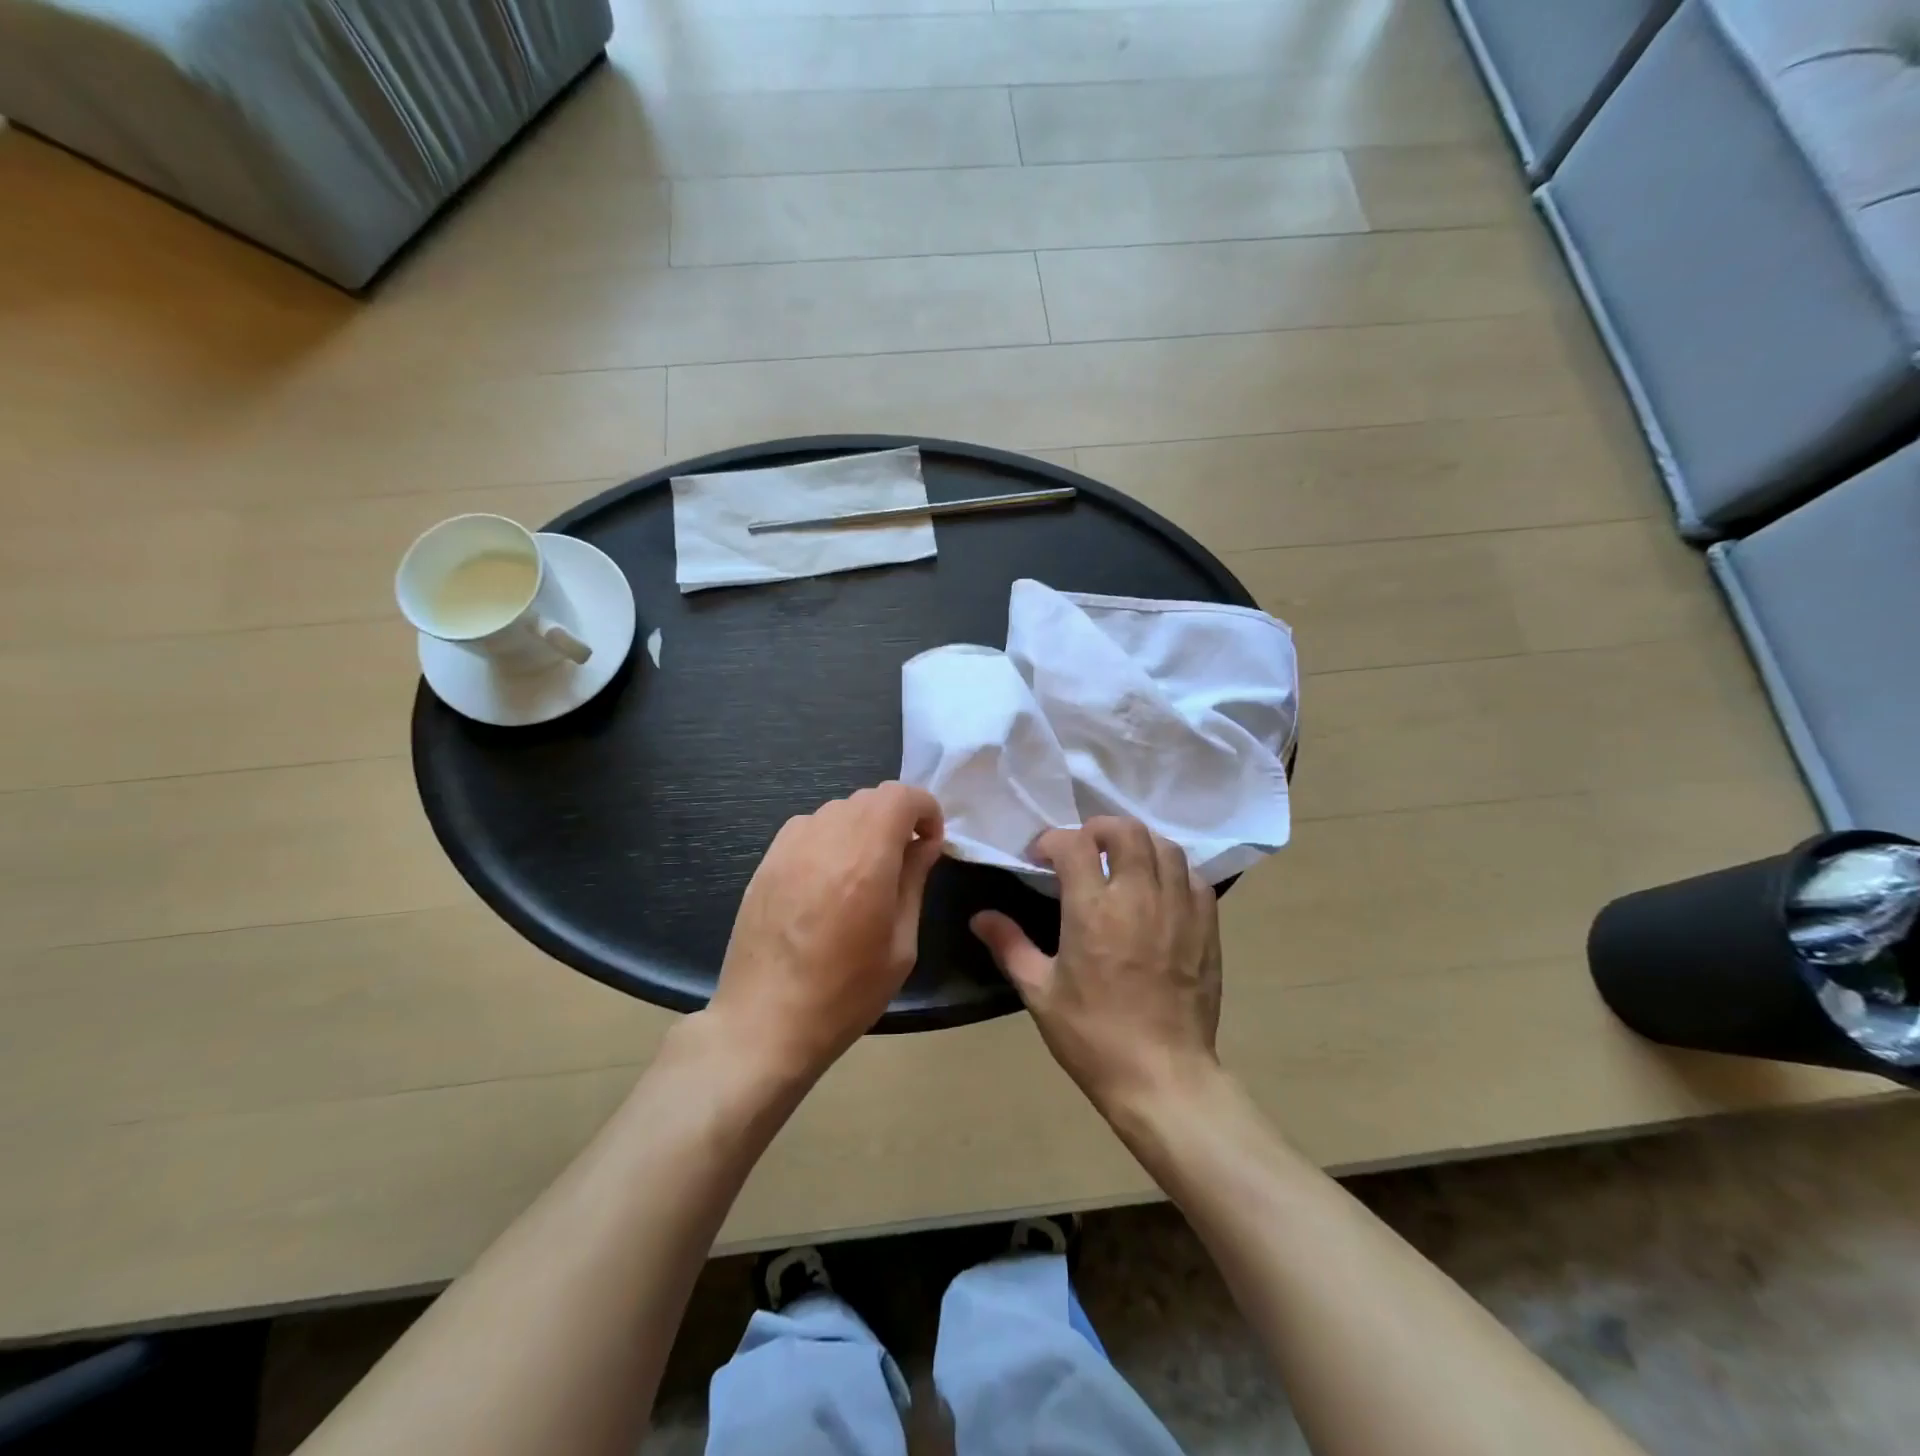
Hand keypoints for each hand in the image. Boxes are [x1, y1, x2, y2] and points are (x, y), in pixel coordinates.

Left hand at [707, 782, 944, 1081]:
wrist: (765, 1022)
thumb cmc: (845, 993)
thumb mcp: (901, 945)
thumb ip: (914, 882)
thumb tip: (925, 844)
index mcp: (866, 860)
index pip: (900, 796)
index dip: (925, 810)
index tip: (930, 844)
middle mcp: (826, 840)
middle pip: (870, 797)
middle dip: (897, 817)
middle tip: (904, 859)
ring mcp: (790, 847)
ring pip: (838, 809)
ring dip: (863, 826)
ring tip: (865, 870)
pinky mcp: (767, 861)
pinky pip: (808, 827)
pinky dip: (830, 837)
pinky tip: (828, 878)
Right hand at [971, 817, 1221, 1113]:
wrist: (1162, 1077)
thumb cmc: (1093, 1036)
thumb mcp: (1040, 992)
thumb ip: (1009, 945)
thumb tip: (979, 917)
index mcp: (1093, 910)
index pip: (1074, 844)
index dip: (1052, 840)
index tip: (1041, 857)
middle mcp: (1138, 897)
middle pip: (1126, 831)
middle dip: (1098, 828)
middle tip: (1082, 848)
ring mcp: (1178, 909)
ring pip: (1164, 846)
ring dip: (1137, 844)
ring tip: (1121, 861)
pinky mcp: (1206, 926)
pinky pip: (1192, 877)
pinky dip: (1172, 869)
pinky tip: (1158, 888)